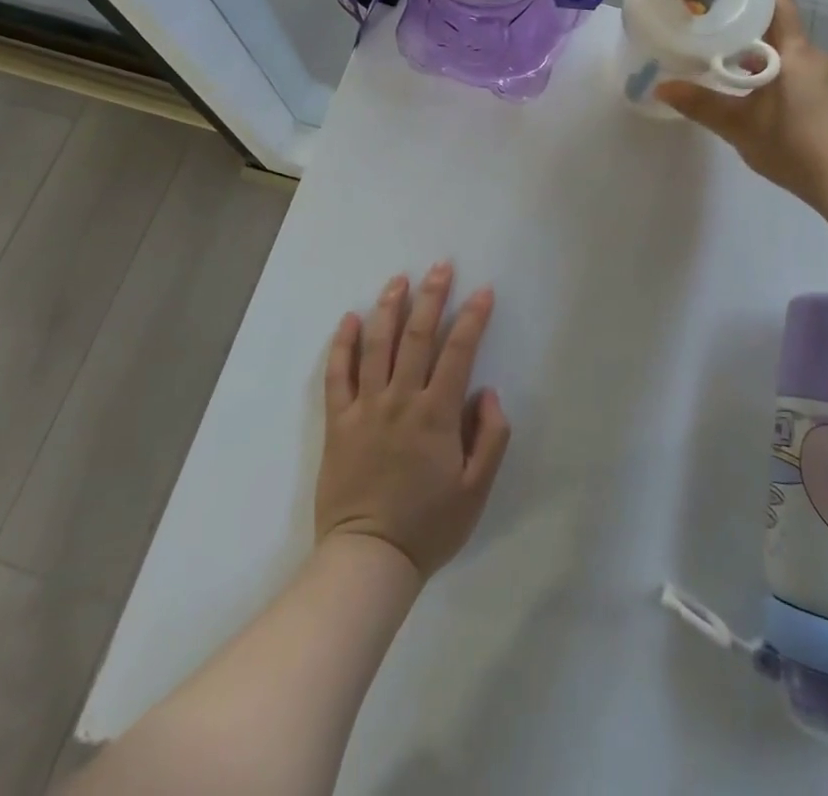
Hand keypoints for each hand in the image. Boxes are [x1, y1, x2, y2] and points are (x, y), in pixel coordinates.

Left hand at [315, 263, 511, 580]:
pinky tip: (349, 319)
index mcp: (436, 415)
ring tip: (398, 280)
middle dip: (432, 296)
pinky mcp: (338, 422)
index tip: (484, 291)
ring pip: (376, 345)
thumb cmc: (428, 526)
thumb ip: (490, 437)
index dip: (473, 318)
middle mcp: (400, 400)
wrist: (368, 560)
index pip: (458, 352)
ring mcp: (365, 408)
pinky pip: (337, 375)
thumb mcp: (476, 490)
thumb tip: (488, 392)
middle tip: (440, 266)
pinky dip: (342, 344)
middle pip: (416, 336)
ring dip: (389, 308)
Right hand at [655, 0, 827, 211]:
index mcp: (795, 51)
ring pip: (785, 55)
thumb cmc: (795, 144)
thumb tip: (660, 87)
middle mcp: (813, 57)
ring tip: (720, 65)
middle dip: (742, 29)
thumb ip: (700, 104)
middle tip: (705, 32)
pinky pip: (796, 75)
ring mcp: (827, 79)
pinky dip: (772, 76)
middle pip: (776, 29)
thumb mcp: (739, 126)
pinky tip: (752, 98)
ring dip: (756, 56)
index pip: (776, 1)